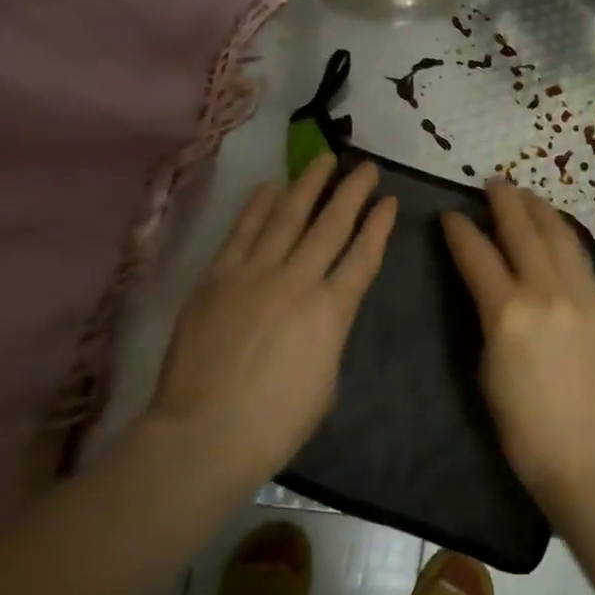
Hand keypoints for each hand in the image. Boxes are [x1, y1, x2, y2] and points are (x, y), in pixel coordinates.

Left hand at [148, 155, 396, 492]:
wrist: (204, 434)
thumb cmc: (276, 422)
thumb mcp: (326, 380)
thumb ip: (329, 334)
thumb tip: (322, 310)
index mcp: (332, 311)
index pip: (364, 256)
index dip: (379, 225)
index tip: (390, 200)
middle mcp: (297, 280)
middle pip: (331, 225)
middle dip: (352, 192)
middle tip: (366, 166)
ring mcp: (254, 274)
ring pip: (287, 216)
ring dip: (309, 185)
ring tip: (325, 159)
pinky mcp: (217, 277)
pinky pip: (243, 231)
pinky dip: (258, 206)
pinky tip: (271, 186)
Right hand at [441, 181, 594, 514]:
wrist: (588, 452)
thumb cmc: (524, 426)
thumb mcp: (487, 369)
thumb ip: (488, 318)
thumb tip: (489, 289)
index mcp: (508, 313)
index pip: (478, 255)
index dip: (461, 231)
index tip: (449, 215)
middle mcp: (545, 292)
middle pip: (522, 231)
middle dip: (504, 202)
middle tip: (492, 185)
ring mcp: (579, 294)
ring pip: (557, 235)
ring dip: (538, 209)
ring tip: (524, 195)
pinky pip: (578, 256)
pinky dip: (563, 234)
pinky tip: (556, 229)